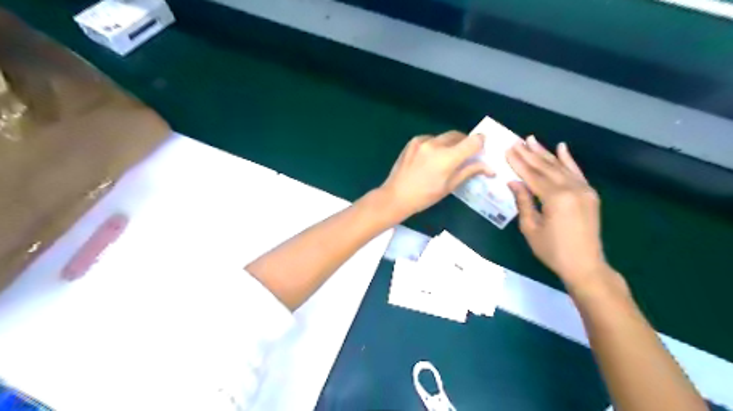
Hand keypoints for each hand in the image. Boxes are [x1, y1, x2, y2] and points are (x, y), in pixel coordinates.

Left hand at [381, 132, 494, 219]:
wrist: (396, 196)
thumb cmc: (425, 196)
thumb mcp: (449, 186)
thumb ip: (469, 171)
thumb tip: (489, 168)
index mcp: (447, 157)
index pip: (473, 141)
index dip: (480, 144)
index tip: (480, 150)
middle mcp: (436, 144)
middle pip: (459, 135)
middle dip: (465, 143)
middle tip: (465, 156)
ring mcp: (422, 141)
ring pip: (444, 136)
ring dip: (450, 144)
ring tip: (446, 158)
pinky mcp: (413, 141)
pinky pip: (431, 138)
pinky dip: (436, 145)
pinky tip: (431, 158)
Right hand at [507, 136, 610, 287]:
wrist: (585, 265)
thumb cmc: (552, 250)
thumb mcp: (531, 228)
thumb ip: (523, 202)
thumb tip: (513, 182)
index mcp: (556, 198)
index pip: (533, 176)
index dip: (518, 163)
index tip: (507, 149)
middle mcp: (572, 189)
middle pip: (546, 167)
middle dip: (529, 154)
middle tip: (516, 141)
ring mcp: (584, 190)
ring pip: (560, 166)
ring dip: (545, 153)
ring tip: (531, 140)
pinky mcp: (589, 194)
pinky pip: (577, 172)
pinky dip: (569, 160)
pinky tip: (562, 147)